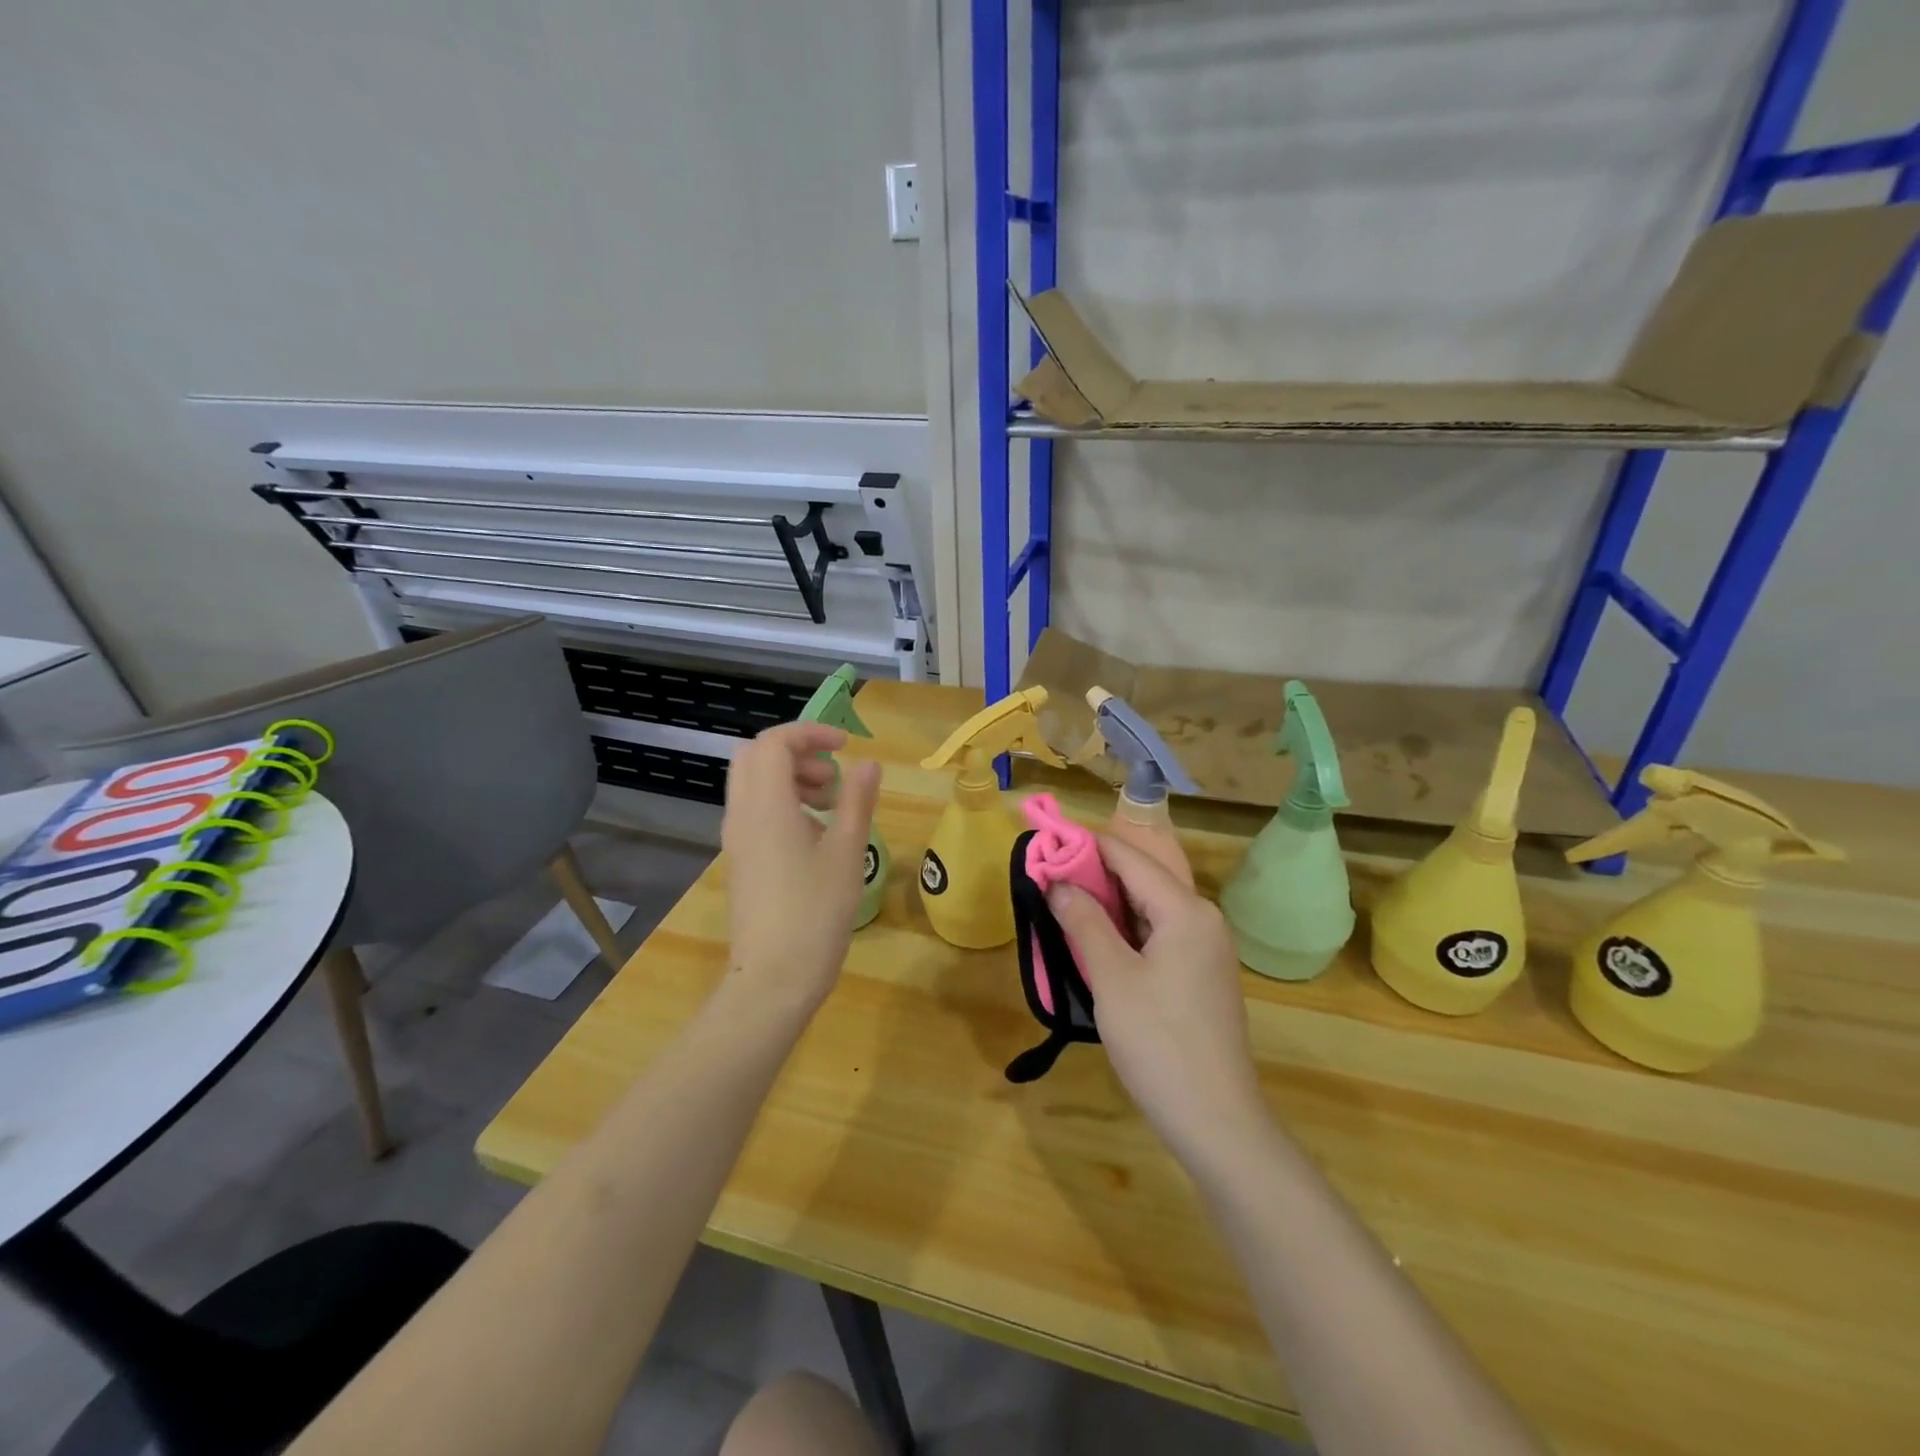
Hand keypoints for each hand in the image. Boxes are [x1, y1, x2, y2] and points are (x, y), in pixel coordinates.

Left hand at [721, 723, 881, 1017]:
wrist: (773, 978)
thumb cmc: (815, 912)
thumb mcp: (847, 852)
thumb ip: (856, 800)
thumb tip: (869, 764)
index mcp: (766, 805)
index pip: (774, 742)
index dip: (810, 733)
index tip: (845, 746)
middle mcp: (742, 814)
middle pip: (754, 756)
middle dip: (795, 752)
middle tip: (832, 776)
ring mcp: (736, 839)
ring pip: (752, 784)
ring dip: (789, 778)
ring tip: (830, 806)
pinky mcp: (741, 860)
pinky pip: (753, 811)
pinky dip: (781, 803)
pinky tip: (815, 835)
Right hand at [1047, 835, 1268, 1165]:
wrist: (1217, 1121)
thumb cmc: (1159, 1042)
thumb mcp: (1112, 978)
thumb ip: (1084, 921)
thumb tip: (1058, 882)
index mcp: (1186, 910)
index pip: (1129, 857)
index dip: (1084, 847)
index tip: (1044, 846)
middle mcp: (1202, 919)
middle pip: (1140, 879)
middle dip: (1092, 876)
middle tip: (1045, 880)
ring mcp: (1206, 948)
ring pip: (1148, 909)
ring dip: (1106, 905)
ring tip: (1060, 905)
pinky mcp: (1201, 974)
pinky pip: (1158, 935)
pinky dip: (1125, 931)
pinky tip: (1094, 942)